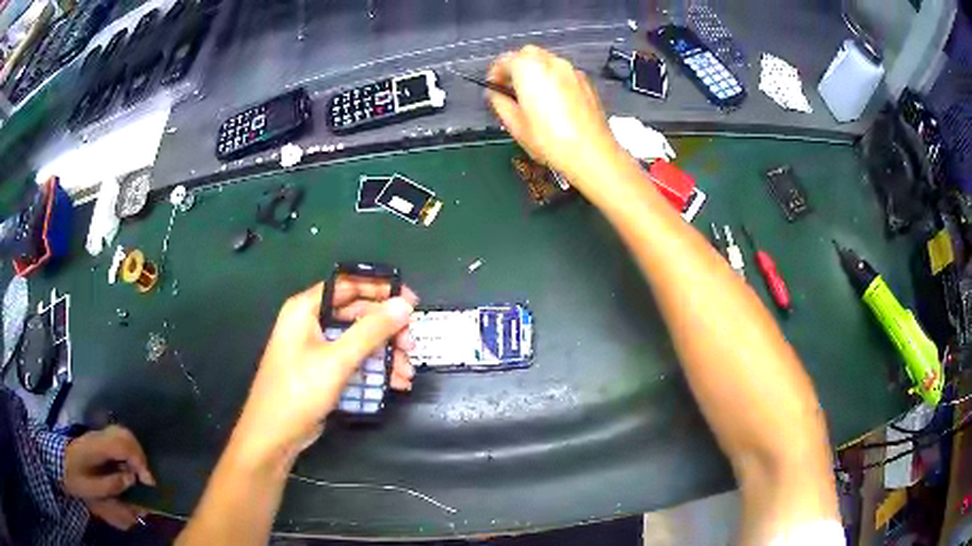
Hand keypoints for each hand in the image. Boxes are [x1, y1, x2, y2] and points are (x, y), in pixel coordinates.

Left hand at [65, 425, 154, 529]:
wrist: (58, 464)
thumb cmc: (75, 478)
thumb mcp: (92, 488)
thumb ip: (112, 484)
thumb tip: (131, 479)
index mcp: (96, 447)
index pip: (122, 445)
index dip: (138, 461)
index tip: (148, 482)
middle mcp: (98, 436)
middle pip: (124, 435)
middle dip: (140, 455)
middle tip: (146, 479)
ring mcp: (97, 435)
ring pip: (122, 433)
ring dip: (135, 452)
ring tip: (139, 474)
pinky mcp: (98, 439)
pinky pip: (117, 438)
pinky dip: (128, 451)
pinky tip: (128, 467)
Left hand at [235, 280, 417, 459]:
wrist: (273, 436)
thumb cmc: (298, 391)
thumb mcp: (337, 360)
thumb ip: (372, 330)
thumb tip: (404, 305)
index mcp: (306, 308)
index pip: (349, 284)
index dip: (381, 289)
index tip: (411, 302)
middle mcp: (311, 322)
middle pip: (357, 314)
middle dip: (387, 330)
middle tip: (410, 346)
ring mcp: (316, 347)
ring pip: (359, 340)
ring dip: (385, 354)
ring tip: (406, 373)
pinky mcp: (322, 370)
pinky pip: (353, 360)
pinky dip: (373, 369)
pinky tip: (394, 383)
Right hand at [487, 45, 623, 184]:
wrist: (592, 153)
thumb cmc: (549, 139)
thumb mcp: (515, 124)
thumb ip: (499, 102)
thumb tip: (495, 94)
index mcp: (528, 68)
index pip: (504, 60)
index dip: (494, 74)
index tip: (492, 88)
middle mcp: (551, 62)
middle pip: (527, 55)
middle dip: (516, 67)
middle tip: (511, 89)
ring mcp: (571, 70)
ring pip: (547, 62)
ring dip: (535, 72)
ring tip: (532, 96)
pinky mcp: (586, 82)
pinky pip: (563, 74)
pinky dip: (553, 80)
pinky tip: (553, 102)